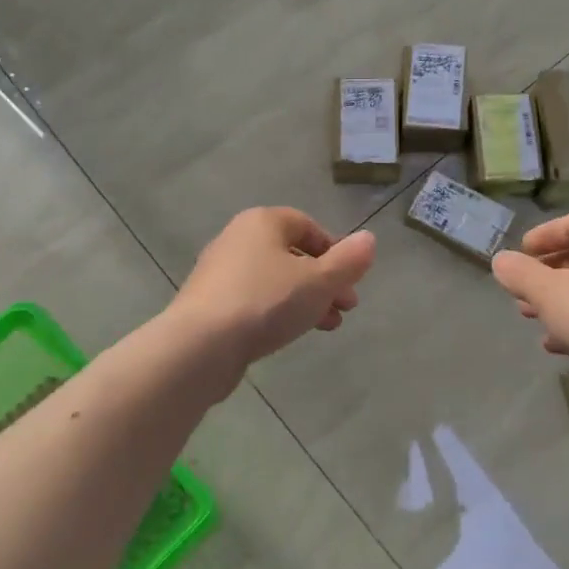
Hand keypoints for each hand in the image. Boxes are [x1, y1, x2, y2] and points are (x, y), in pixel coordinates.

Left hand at [169, 208, 375, 384]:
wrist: (199, 346)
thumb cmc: (266, 302)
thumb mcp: (319, 281)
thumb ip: (348, 261)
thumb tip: (369, 240)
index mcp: (263, 222)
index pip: (307, 225)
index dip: (335, 251)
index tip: (351, 280)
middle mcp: (237, 239)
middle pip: (292, 255)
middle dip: (324, 281)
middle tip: (346, 307)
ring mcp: (219, 273)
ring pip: (275, 280)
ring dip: (306, 300)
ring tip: (327, 326)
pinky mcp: (208, 304)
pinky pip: (253, 300)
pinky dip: (277, 312)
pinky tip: (289, 334)